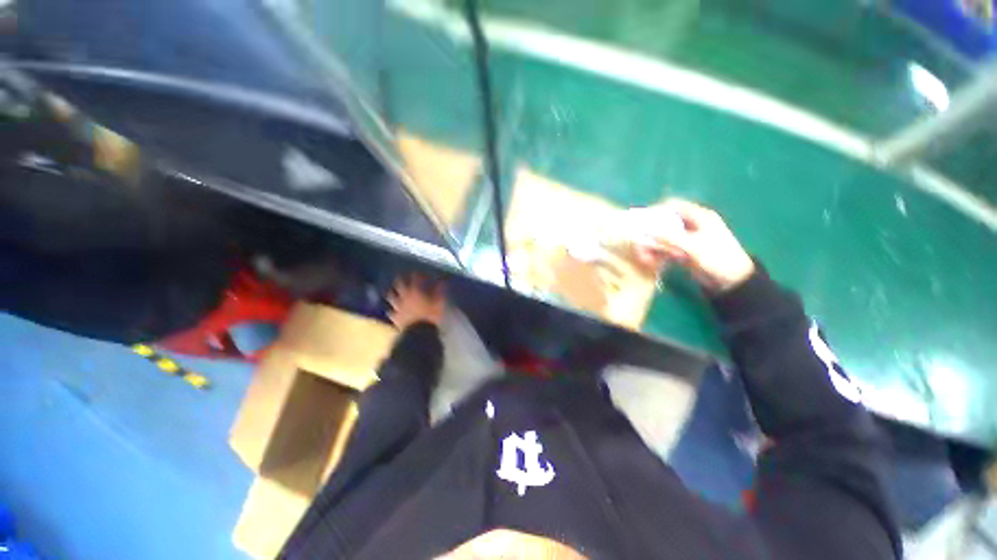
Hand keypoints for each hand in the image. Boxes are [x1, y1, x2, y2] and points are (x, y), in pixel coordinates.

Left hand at [387, 273, 445, 329]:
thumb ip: (440, 291)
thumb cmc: (431, 316)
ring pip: (391, 297)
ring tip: (392, 292)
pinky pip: (391, 312)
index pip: (415, 279)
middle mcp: (405, 296)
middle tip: (400, 277)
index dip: (416, 275)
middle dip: (400, 280)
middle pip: (399, 285)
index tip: (418, 272)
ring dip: (392, 293)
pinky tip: (392, 311)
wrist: (419, 332)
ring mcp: (398, 307)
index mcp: (416, 291)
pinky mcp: (395, 317)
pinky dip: (392, 310)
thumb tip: (442, 282)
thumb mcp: (439, 302)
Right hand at [632, 199, 754, 291]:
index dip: (655, 211)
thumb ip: (669, 238)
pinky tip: (651, 262)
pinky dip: (656, 254)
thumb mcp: (693, 247)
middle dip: (650, 234)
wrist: (732, 282)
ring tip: (644, 258)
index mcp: (698, 216)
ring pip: (661, 237)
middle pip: (663, 223)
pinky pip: (664, 249)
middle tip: (639, 246)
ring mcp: (686, 239)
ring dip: (651, 247)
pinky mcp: (682, 251)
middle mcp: (690, 225)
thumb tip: (645, 231)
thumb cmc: (717, 259)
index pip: (672, 206)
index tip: (641, 223)